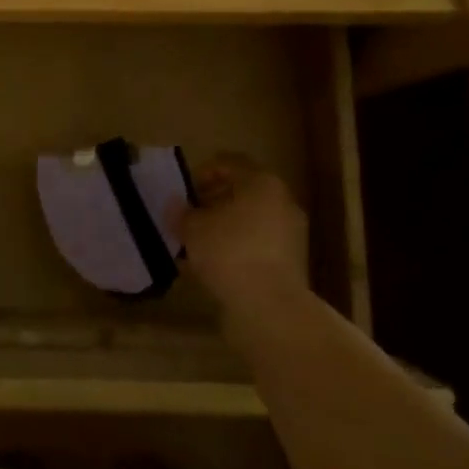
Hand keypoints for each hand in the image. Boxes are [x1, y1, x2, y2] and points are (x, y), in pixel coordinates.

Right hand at [177, 156, 309, 320]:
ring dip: (227, 226)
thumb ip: (182, 213)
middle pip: (244, 191)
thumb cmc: (229, 251)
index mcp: (261, 182)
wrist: (271, 306)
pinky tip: (216, 264)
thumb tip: (176, 205)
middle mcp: (282, 201)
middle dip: (215, 200)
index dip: (204, 171)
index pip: (230, 162)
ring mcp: (291, 232)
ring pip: (252, 219)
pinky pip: (259, 244)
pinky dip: (239, 247)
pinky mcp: (292, 262)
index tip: (186, 191)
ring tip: (200, 243)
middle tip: (191, 215)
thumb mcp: (193, 228)